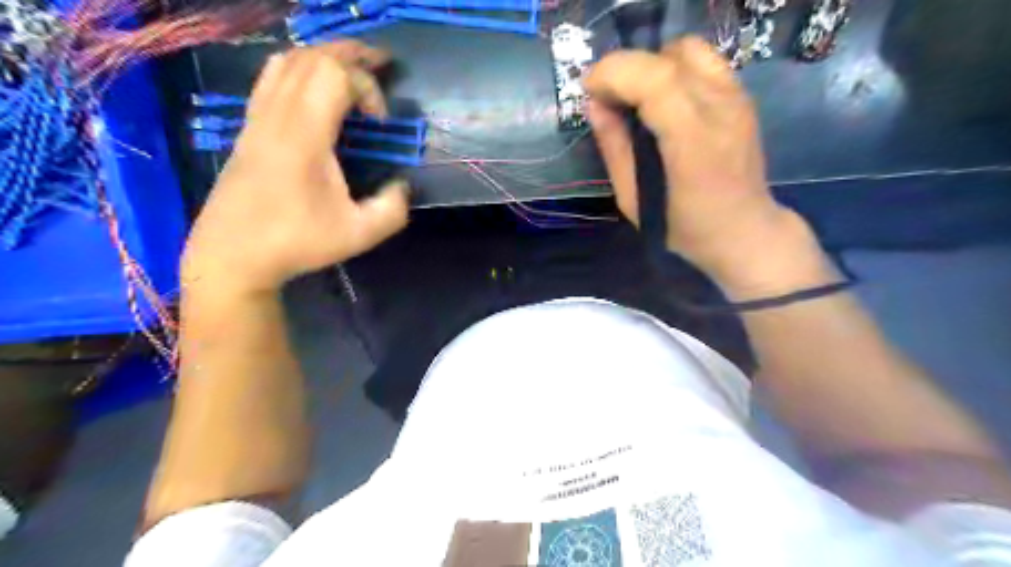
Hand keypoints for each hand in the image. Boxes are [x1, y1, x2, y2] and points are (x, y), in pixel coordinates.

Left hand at [182, 42, 404, 297]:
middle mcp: (277, 115)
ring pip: (288, 61)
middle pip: (312, 56)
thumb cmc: (297, 242)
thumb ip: (393, 209)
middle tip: (381, 64)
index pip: (335, 75)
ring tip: (352, 70)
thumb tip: (402, 186)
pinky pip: (272, 77)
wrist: (232, 253)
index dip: (367, 86)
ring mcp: (258, 118)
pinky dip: (300, 69)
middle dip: (351, 54)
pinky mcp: (249, 128)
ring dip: (324, 57)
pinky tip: (316, 90)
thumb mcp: (359, 234)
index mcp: (304, 135)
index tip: (380, 121)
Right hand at [585, 36, 811, 283]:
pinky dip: (672, 68)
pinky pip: (702, 62)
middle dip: (625, 68)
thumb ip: (614, 148)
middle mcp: (721, 110)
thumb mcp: (633, 199)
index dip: (615, 73)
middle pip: (668, 59)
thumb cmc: (683, 227)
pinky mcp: (742, 97)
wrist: (743, 231)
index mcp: (693, 143)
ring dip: (650, 65)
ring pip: (687, 50)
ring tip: (633, 96)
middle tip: (604, 96)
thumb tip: (594, 105)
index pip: (655, 80)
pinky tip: (660, 99)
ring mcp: (737, 99)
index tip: (588, 91)